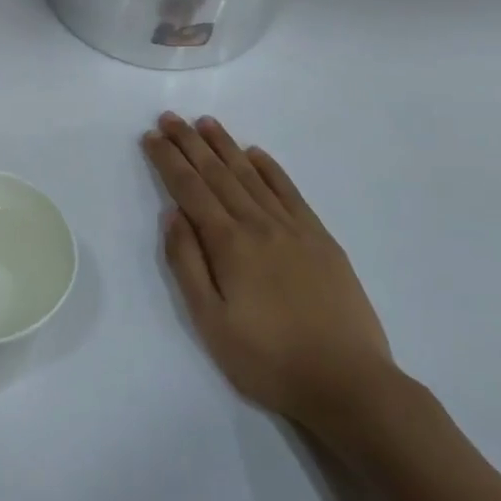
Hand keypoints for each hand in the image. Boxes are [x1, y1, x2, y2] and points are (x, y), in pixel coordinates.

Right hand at [143, 113, 397, 444]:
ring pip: (251, 175)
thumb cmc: (268, 360)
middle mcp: (259, 224)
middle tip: (170, 117)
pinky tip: (256, 153)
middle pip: (218, 173)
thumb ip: (187, 264)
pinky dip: (270, 168)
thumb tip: (172, 214)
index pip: (190, 189)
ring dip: (225, 146)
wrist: (349, 383)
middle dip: (190, 143)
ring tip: (205, 122)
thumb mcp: (211, 322)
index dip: (168, 160)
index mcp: (229, 244)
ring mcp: (293, 228)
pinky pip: (289, 191)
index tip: (152, 136)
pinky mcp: (320, 238)